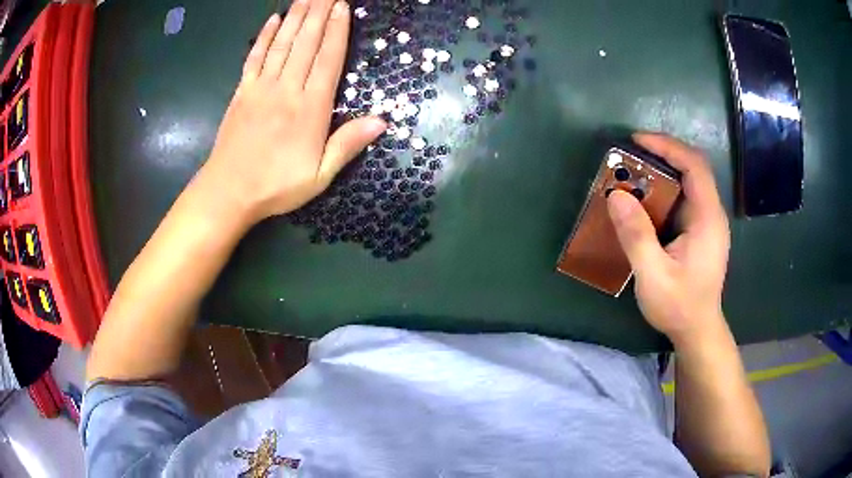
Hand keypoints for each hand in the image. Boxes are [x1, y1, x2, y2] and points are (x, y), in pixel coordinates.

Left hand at [199, 1, 386, 224]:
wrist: (228, 192)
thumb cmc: (276, 187)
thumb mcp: (320, 175)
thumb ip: (348, 144)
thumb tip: (383, 120)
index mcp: (310, 108)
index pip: (327, 59)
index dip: (337, 30)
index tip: (342, 6)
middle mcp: (287, 89)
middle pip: (306, 43)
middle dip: (319, 13)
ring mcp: (261, 88)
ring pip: (282, 44)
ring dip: (296, 17)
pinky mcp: (242, 92)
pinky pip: (254, 58)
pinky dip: (263, 37)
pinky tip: (272, 20)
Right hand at [606, 133, 730, 346]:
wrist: (697, 331)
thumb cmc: (679, 306)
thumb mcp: (652, 276)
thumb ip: (636, 236)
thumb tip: (615, 195)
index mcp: (707, 218)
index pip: (694, 165)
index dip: (668, 146)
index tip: (637, 141)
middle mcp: (711, 214)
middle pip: (692, 168)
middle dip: (663, 154)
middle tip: (631, 155)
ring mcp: (708, 222)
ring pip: (688, 182)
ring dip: (662, 171)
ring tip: (633, 173)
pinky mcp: (701, 231)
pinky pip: (684, 198)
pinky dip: (665, 190)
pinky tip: (646, 200)